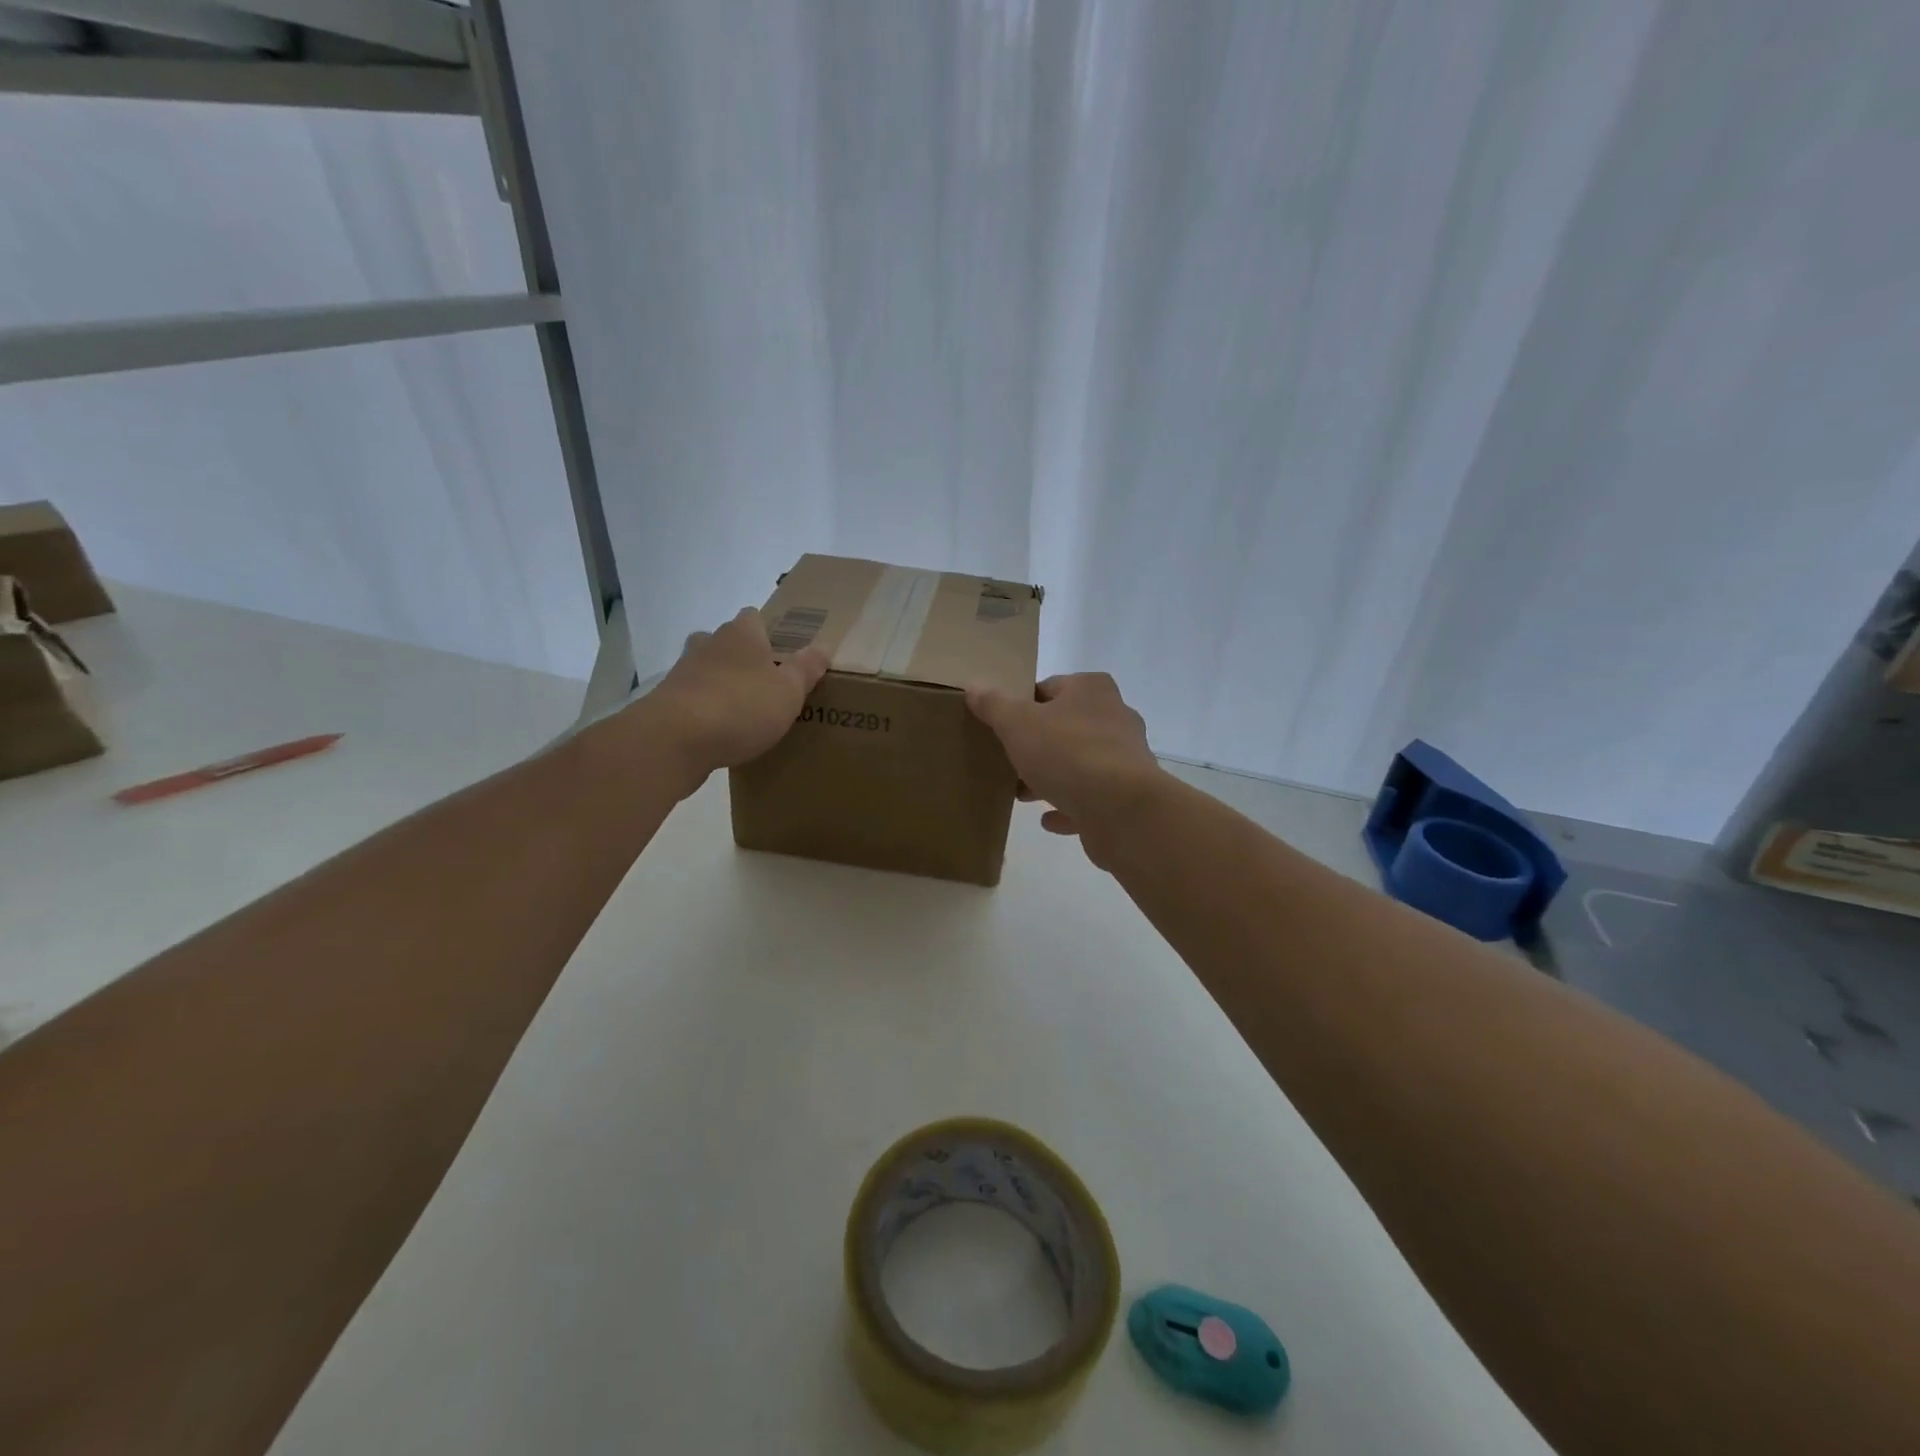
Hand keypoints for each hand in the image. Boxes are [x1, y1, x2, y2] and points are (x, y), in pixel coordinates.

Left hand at [634, 607, 828, 792]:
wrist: (675, 739)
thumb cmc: (741, 706)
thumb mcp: (789, 691)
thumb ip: (806, 669)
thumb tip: (822, 647)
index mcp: (741, 634)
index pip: (754, 617)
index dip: (770, 631)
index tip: (785, 652)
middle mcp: (709, 644)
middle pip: (728, 642)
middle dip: (744, 658)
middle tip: (768, 682)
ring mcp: (683, 672)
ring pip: (708, 670)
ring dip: (723, 684)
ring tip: (745, 710)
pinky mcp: (666, 702)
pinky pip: (694, 698)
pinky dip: (706, 709)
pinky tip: (721, 732)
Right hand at [964, 673, 1159, 857]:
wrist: (1121, 809)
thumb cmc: (1068, 753)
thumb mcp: (1018, 723)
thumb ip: (994, 704)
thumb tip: (974, 686)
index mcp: (1091, 690)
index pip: (1049, 688)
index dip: (1022, 705)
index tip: (1000, 726)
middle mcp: (1114, 717)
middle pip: (1065, 726)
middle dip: (1036, 745)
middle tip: (1007, 761)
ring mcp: (1125, 759)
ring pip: (1078, 763)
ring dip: (1050, 777)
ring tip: (1021, 793)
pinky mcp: (1127, 797)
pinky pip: (1090, 799)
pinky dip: (1069, 807)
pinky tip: (1047, 820)